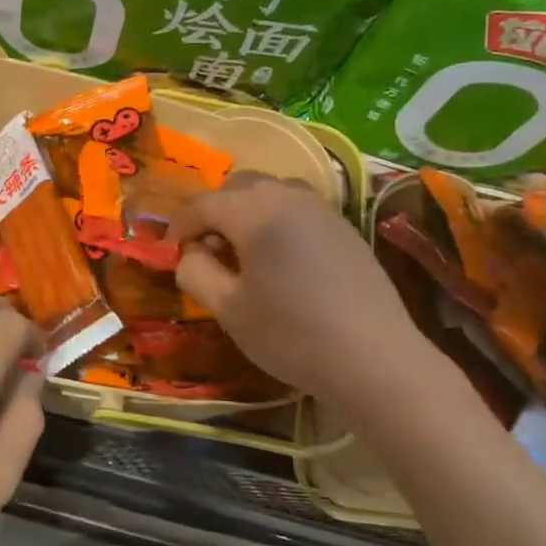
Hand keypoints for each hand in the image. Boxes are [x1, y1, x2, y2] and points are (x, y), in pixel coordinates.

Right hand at [169, 174, 428, 404]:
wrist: (375, 359)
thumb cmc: (292, 335)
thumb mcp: (229, 310)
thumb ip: (196, 272)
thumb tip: (189, 253)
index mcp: (255, 212)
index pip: (202, 205)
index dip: (178, 227)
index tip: (170, 254)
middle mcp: (288, 197)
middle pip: (237, 186)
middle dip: (213, 212)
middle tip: (207, 251)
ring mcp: (321, 208)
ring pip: (270, 191)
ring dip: (246, 210)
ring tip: (243, 251)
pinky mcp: (343, 225)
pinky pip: (297, 206)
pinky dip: (275, 218)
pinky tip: (279, 258)